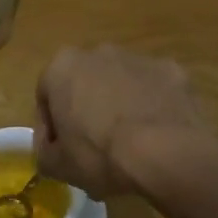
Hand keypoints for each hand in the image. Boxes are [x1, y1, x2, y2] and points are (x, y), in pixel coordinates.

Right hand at [34, 45, 213, 197]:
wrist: (166, 154)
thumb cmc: (100, 155)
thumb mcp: (57, 165)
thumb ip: (45, 152)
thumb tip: (51, 149)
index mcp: (62, 67)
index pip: (46, 97)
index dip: (50, 127)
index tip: (59, 150)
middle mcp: (99, 53)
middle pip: (85, 84)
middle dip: (86, 109)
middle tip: (93, 145)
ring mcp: (139, 59)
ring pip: (121, 84)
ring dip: (119, 105)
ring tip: (129, 143)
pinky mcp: (172, 71)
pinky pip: (154, 90)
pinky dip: (152, 107)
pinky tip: (157, 136)